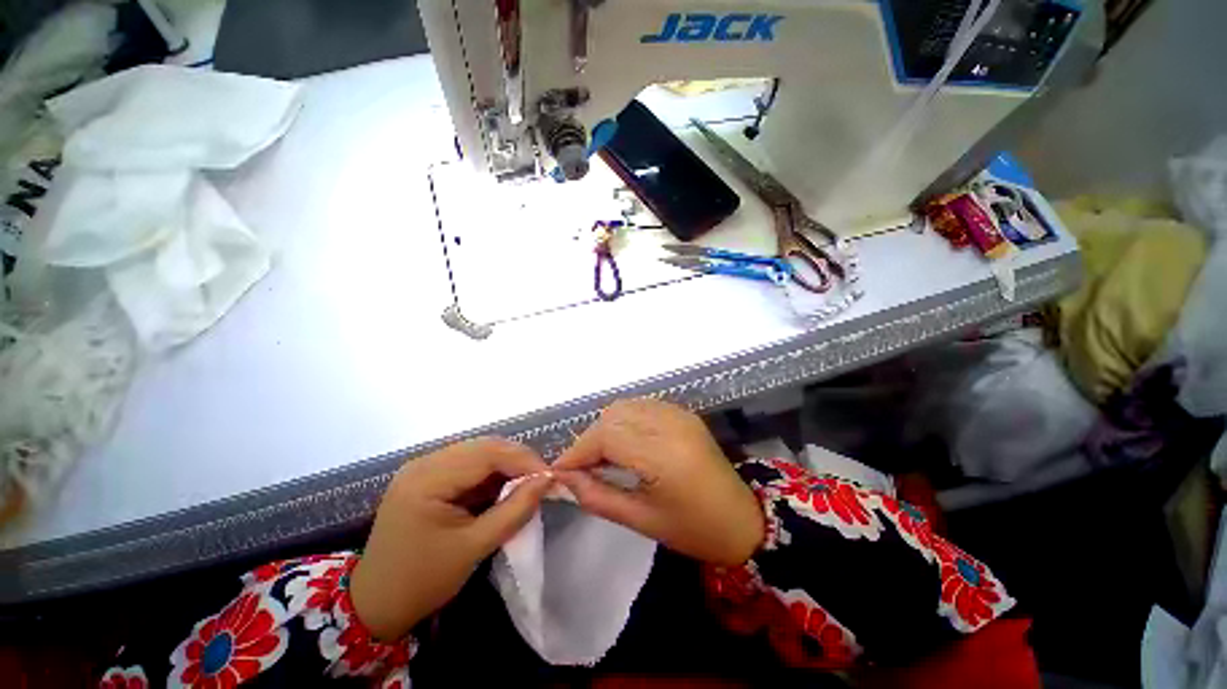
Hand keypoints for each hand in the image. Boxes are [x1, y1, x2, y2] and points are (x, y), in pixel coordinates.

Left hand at [350, 437, 553, 639]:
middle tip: (542, 478)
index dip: (524, 460)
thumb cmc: (422, 581)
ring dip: (506, 464)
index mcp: (427, 479)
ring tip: (528, 482)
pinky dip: (491, 473)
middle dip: (518, 459)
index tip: (550, 476)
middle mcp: (424, 463)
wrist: (375, 605)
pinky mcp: (428, 476)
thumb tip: (547, 480)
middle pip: (484, 446)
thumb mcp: (474, 548)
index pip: (487, 454)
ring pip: (478, 452)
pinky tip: (504, 487)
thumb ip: (515, 510)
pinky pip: (468, 464)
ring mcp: (424, 467)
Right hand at [554, 399, 764, 565]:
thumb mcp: (641, 520)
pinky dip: (623, 420)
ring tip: (598, 456)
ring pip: (625, 406)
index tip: (559, 471)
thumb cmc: (694, 529)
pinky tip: (622, 442)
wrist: (743, 519)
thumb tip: (563, 480)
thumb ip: (597, 496)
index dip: (578, 451)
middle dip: (589, 440)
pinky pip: (642, 406)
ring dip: (605, 427)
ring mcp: (679, 414)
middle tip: (579, 467)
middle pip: (613, 416)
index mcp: (664, 455)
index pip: (608, 436)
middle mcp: (671, 424)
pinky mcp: (683, 413)